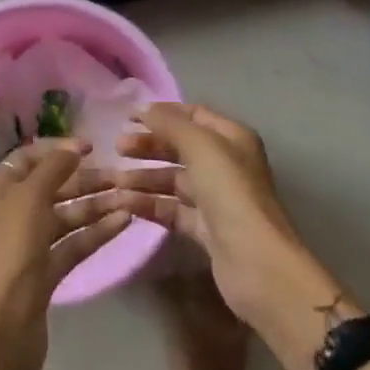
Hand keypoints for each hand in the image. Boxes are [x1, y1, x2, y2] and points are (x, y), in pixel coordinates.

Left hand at [0, 137, 131, 369]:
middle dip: (85, 179)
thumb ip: (54, 167)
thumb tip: (73, 147)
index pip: (28, 158)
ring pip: (66, 216)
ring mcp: (27, 244)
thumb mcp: (29, 199)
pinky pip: (73, 243)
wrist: (0, 332)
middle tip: (121, 174)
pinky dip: (96, 231)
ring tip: (131, 196)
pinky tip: (124, 221)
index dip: (59, 150)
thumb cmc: (10, 253)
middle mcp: (9, 213)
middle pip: (52, 187)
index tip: (93, 146)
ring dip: (97, 205)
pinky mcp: (44, 272)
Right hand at [112, 103, 351, 369]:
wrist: (255, 261)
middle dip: (149, 146)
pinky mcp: (206, 229)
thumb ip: (171, 125)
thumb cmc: (230, 192)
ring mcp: (216, 199)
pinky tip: (126, 204)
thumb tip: (144, 109)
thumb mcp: (201, 147)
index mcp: (232, 138)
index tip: (129, 117)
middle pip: (181, 148)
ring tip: (114, 181)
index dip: (163, 113)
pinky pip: (173, 210)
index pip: (194, 115)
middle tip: (117, 148)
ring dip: (145, 177)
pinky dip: (151, 205)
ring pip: (174, 180)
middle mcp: (226, 164)